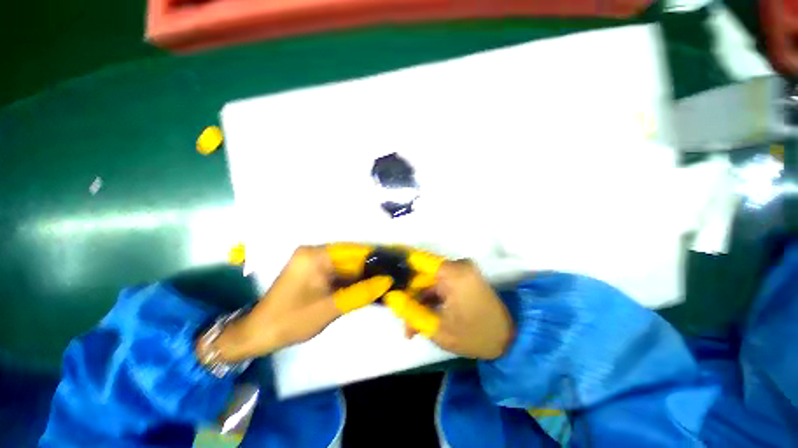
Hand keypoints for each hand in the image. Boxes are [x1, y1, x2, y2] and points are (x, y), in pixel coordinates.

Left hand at [203, 245, 392, 361]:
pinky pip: (339, 273)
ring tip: (385, 282)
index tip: (395, 265)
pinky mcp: (315, 272)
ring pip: (347, 266)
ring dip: (363, 275)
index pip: (354, 251)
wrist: (259, 335)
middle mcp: (316, 253)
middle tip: (393, 277)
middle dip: (371, 268)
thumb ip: (361, 293)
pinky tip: (368, 287)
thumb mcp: (330, 308)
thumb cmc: (291, 320)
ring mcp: (314, 262)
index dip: (375, 258)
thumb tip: (388, 281)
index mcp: (316, 255)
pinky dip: (352, 281)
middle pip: (351, 258)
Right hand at [385, 260, 513, 359]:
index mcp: (453, 272)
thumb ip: (411, 312)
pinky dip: (430, 299)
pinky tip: (424, 317)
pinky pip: (439, 284)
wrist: (509, 340)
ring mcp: (461, 270)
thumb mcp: (438, 328)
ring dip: (420, 301)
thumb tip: (391, 298)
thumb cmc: (474, 335)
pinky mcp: (463, 277)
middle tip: (402, 319)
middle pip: (422, 274)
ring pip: (429, 281)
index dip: (400, 266)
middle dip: (410, 296)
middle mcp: (457, 265)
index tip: (385, 276)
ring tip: (412, 326)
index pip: (417, 260)